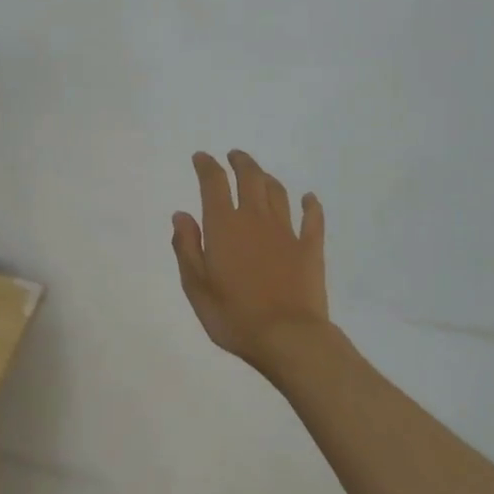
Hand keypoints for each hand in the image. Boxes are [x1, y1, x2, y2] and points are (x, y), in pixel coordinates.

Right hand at [172, 151, 330, 376]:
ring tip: (260, 174)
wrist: (287, 337)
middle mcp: (255, 219)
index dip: (207, 166)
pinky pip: (312, 218)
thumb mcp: (195, 286)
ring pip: (278, 193)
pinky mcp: (310, 248)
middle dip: (240, 163)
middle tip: (234, 156)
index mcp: (224, 226)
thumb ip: (186, 247)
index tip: (201, 158)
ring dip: (267, 178)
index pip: (213, 184)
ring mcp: (286, 232)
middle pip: (250, 178)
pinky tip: (309, 199)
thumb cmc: (233, 315)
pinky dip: (310, 204)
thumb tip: (182, 215)